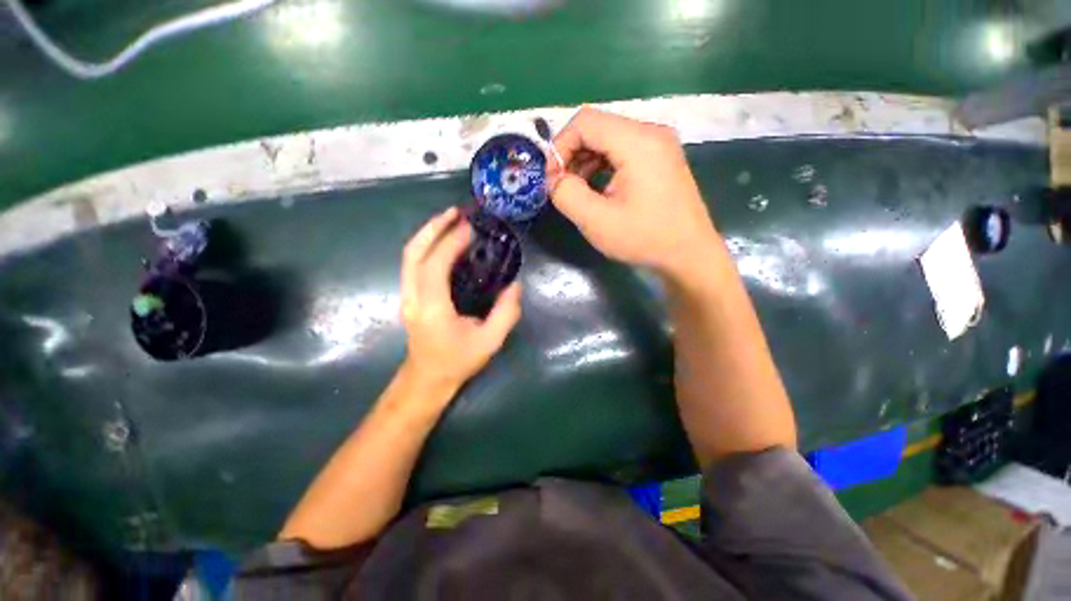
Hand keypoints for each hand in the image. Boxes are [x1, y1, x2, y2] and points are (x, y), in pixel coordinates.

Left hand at [399, 207, 521, 394]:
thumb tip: (515, 285)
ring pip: (409, 256)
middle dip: (433, 228)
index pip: (435, 266)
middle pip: (413, 253)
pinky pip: (413, 263)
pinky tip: (443, 241)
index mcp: (432, 308)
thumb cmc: (458, 362)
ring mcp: (406, 296)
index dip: (451, 243)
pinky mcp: (408, 296)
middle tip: (456, 213)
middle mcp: (413, 297)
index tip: (470, 228)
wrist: (427, 379)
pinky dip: (426, 246)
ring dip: (428, 233)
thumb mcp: (489, 342)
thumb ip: (506, 313)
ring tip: (449, 220)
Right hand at [547, 107, 719, 277]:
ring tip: (579, 191)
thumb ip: (566, 194)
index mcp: (637, 141)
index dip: (560, 146)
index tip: (553, 180)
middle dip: (572, 155)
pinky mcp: (661, 159)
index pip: (585, 122)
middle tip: (563, 187)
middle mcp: (651, 133)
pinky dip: (603, 166)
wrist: (688, 255)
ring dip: (586, 161)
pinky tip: (599, 190)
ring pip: (609, 139)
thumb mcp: (596, 221)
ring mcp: (659, 145)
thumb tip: (555, 178)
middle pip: (597, 127)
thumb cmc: (644, 238)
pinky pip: (623, 151)